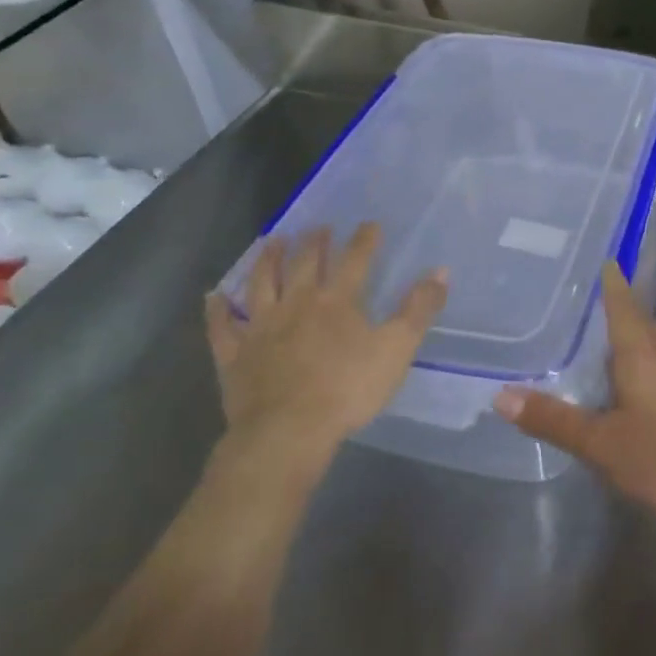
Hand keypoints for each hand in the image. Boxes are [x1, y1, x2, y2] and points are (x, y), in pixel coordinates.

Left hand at [203, 224, 448, 459]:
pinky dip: (217, 309)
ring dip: (267, 260)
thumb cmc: (347, 389)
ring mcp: (261, 327)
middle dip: (314, 242)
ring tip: (272, 241)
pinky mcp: (235, 354)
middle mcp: (297, 304)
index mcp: (337, 301)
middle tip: (318, 227)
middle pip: (305, 264)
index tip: (369, 224)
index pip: (354, 260)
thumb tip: (440, 271)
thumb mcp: (397, 349)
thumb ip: (419, 309)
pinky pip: (221, 326)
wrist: (288, 432)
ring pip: (262, 283)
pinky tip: (214, 295)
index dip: (364, 240)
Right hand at [493, 264, 655, 526]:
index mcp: (641, 353)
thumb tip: (500, 395)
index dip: (610, 278)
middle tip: (584, 287)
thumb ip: (553, 419)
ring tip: (597, 324)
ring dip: (627, 326)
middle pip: (638, 316)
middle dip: (616, 299)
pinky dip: (635, 354)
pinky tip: (623, 373)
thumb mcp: (601, 443)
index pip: (623, 301)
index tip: (596, 254)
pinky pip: (655, 362)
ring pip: (649, 340)